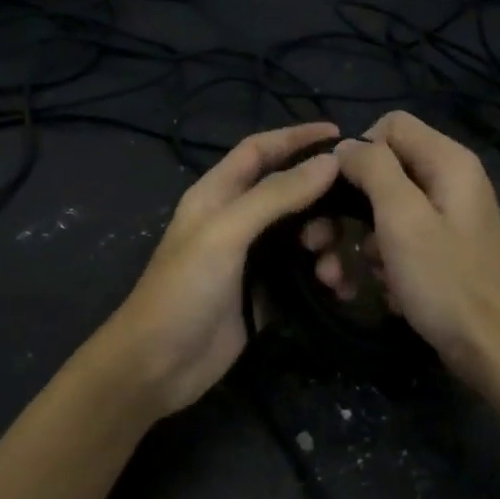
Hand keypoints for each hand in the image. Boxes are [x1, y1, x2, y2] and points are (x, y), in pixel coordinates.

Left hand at [91, 122, 341, 418]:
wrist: (158, 364)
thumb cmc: (183, 290)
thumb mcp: (226, 233)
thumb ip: (276, 195)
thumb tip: (330, 162)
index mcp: (217, 194)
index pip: (259, 150)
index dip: (295, 137)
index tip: (340, 134)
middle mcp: (235, 220)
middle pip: (289, 193)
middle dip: (320, 202)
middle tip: (342, 222)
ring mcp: (251, 259)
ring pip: (301, 235)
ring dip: (325, 246)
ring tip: (330, 271)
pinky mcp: (264, 294)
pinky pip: (303, 274)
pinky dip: (323, 277)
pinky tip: (336, 291)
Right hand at [304, 111, 499, 386]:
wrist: (492, 350)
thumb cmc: (446, 281)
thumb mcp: (403, 218)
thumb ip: (373, 170)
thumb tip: (345, 147)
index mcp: (448, 162)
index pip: (391, 126)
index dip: (358, 153)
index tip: (338, 191)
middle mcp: (449, 182)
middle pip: (382, 172)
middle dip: (345, 209)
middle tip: (316, 244)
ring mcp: (446, 219)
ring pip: (383, 212)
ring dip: (356, 243)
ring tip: (339, 278)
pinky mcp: (440, 250)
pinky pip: (398, 241)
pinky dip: (381, 263)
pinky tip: (378, 289)